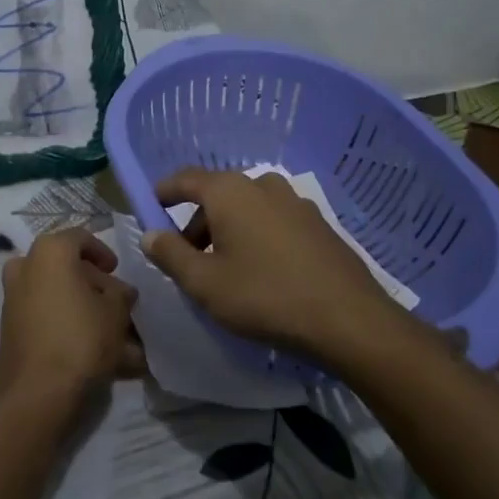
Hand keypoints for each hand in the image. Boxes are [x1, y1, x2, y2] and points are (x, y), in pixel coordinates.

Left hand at [0, 229, 143, 415]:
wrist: (38, 392)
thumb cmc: (81, 338)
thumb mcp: (116, 311)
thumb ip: (121, 293)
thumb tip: (120, 291)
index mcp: (50, 251)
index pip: (81, 238)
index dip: (103, 253)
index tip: (117, 271)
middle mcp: (25, 266)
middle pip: (66, 268)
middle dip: (94, 286)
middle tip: (116, 305)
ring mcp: (12, 298)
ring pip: (56, 295)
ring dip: (82, 309)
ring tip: (111, 336)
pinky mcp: (9, 327)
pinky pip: (44, 317)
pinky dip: (66, 326)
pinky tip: (92, 352)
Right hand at [140, 168, 400, 361]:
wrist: (348, 320)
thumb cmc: (264, 297)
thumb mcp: (204, 283)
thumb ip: (170, 255)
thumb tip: (150, 234)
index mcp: (229, 192)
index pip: (185, 179)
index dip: (164, 192)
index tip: (150, 207)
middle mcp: (262, 185)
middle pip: (217, 195)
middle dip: (197, 222)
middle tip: (188, 258)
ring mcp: (295, 202)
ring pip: (248, 208)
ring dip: (229, 230)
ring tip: (225, 269)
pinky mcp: (318, 224)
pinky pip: (274, 221)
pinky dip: (257, 236)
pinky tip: (262, 272)